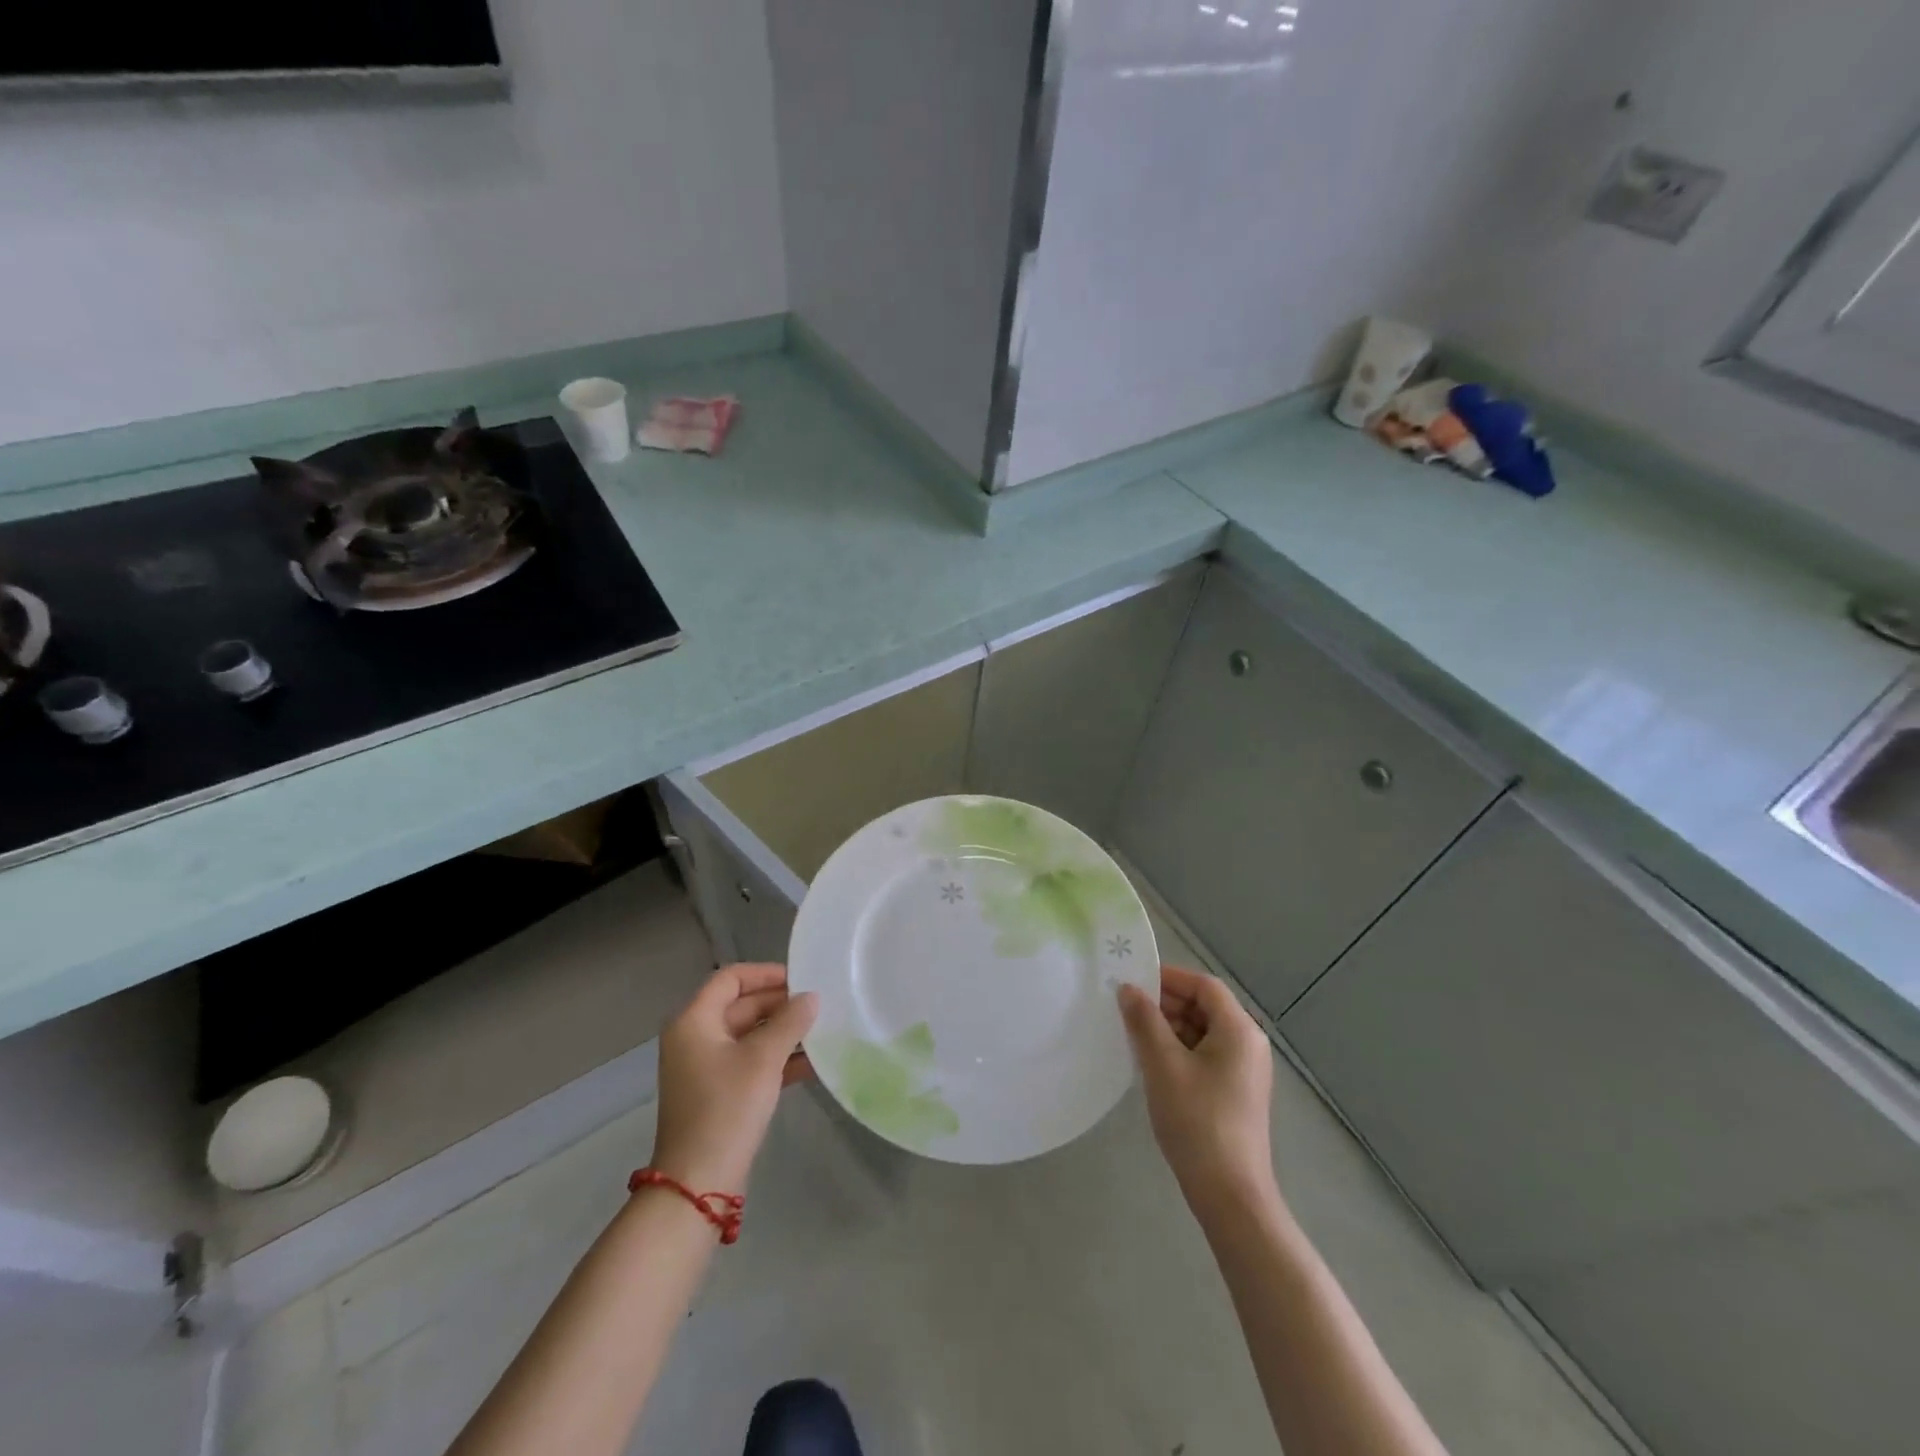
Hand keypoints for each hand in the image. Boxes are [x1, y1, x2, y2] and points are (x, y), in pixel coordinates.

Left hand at [650, 963, 817, 1193]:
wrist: (698, 1183)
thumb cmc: (726, 1109)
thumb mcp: (763, 1059)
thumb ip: (790, 1022)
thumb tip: (812, 997)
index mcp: (694, 1021)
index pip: (731, 978)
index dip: (767, 974)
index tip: (803, 980)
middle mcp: (695, 1037)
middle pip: (741, 1005)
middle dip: (781, 1004)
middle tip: (820, 1005)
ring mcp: (705, 1067)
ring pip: (749, 1035)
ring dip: (783, 1032)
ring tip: (823, 1031)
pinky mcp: (718, 1092)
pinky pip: (750, 1061)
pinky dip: (777, 1058)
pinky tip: (813, 1063)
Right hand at [1119, 966, 1276, 1216]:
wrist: (1231, 1195)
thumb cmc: (1197, 1121)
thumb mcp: (1163, 1065)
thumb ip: (1144, 1021)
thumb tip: (1128, 988)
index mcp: (1239, 1030)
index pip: (1204, 985)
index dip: (1168, 978)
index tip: (1133, 982)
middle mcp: (1248, 1043)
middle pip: (1205, 1006)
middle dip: (1166, 1003)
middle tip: (1127, 1010)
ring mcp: (1244, 1070)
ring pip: (1203, 1031)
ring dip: (1169, 1027)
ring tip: (1134, 1036)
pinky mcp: (1236, 1091)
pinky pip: (1205, 1054)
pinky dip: (1179, 1050)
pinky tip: (1152, 1064)